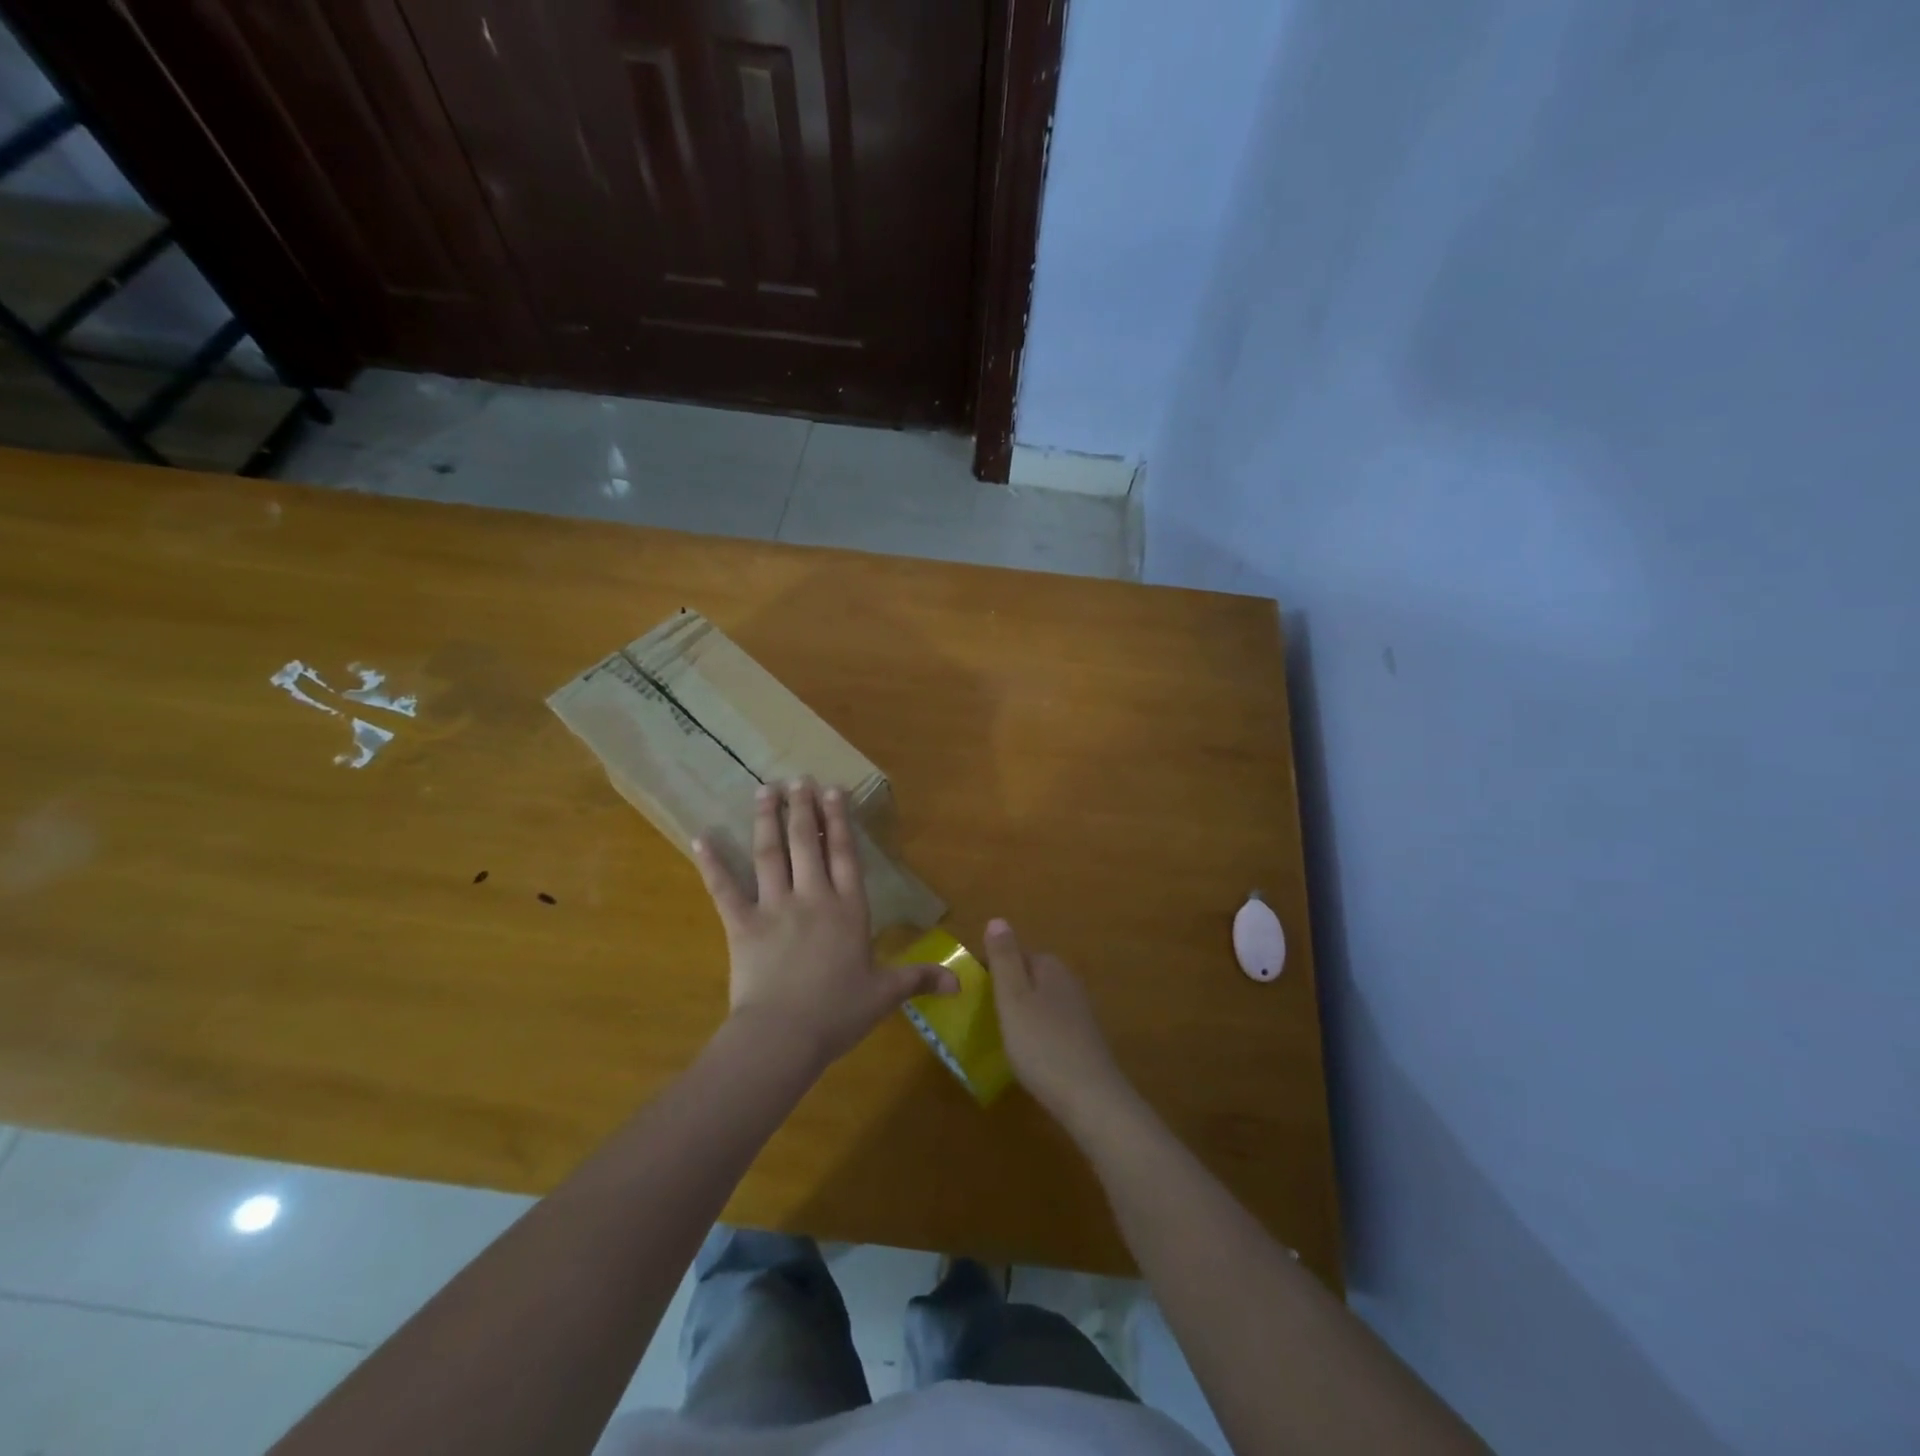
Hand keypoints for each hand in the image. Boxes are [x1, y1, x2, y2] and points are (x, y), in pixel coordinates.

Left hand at [693, 778, 956, 1066]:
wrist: (783, 1035)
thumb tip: (960, 982)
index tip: (832, 790)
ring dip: (767, 819)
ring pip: (769, 854)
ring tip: (765, 790)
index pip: (844, 854)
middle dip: (802, 808)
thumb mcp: (884, 994)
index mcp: (848, 909)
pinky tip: (702, 836)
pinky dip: (712, 863)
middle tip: (797, 778)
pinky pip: (724, 888)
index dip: (838, 820)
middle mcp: (812, 897)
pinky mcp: (742, 924)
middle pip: (806, 843)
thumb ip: (919, 979)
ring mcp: (774, 907)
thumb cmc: (838, 1013)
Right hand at [985, 919, 1134, 1131]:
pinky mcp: (1083, 1038)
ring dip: (1020, 1012)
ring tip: (998, 1035)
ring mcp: (1079, 1010)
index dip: (989, 970)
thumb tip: (998, 919)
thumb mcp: (1013, 997)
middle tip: (981, 1016)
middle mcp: (1068, 981)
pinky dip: (1035, 1032)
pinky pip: (1050, 1024)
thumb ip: (1005, 958)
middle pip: (1027, 976)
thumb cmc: (1042, 1044)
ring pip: (1039, 1000)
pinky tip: (1026, 1053)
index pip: (1013, 953)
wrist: (1090, 1098)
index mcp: (1050, 966)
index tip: (970, 993)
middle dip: (1005, 990)